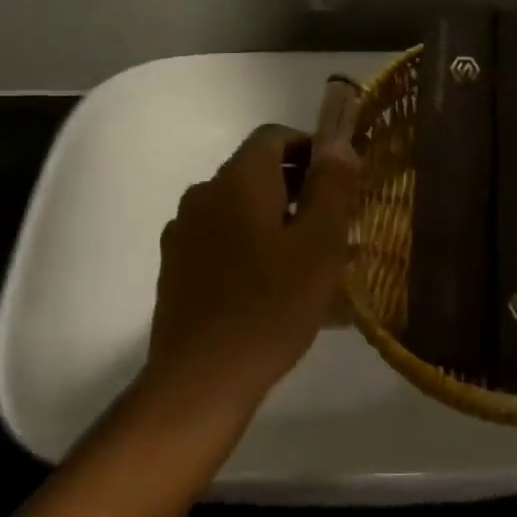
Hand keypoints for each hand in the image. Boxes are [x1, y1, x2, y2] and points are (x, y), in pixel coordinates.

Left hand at [144, 107, 361, 422]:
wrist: (200, 380)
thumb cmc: (271, 305)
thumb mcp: (319, 244)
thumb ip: (331, 186)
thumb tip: (338, 142)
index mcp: (238, 179)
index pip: (274, 136)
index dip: (311, 148)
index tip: (340, 180)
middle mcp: (204, 193)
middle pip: (256, 171)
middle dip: (298, 187)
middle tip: (334, 223)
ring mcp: (184, 232)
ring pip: (239, 208)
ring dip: (275, 219)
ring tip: (308, 260)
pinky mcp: (176, 267)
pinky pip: (221, 239)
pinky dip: (250, 246)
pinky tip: (273, 286)